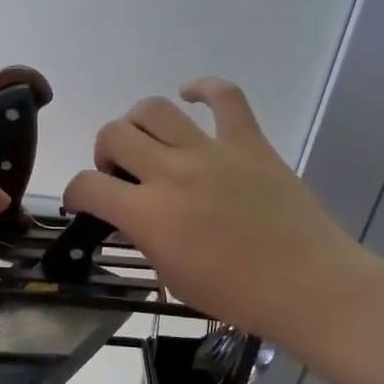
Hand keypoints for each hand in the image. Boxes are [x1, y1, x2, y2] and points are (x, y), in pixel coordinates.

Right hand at [62, 78, 383, 355]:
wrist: (308, 286)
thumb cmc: (236, 295)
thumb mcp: (171, 275)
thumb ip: (143, 237)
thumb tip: (130, 215)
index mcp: (149, 214)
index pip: (87, 185)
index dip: (76, 192)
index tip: (83, 201)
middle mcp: (172, 172)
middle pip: (114, 134)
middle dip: (104, 152)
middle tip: (121, 173)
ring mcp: (211, 151)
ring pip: (154, 109)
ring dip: (138, 123)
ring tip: (148, 142)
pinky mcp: (248, 141)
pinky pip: (224, 96)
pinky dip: (203, 88)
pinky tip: (191, 95)